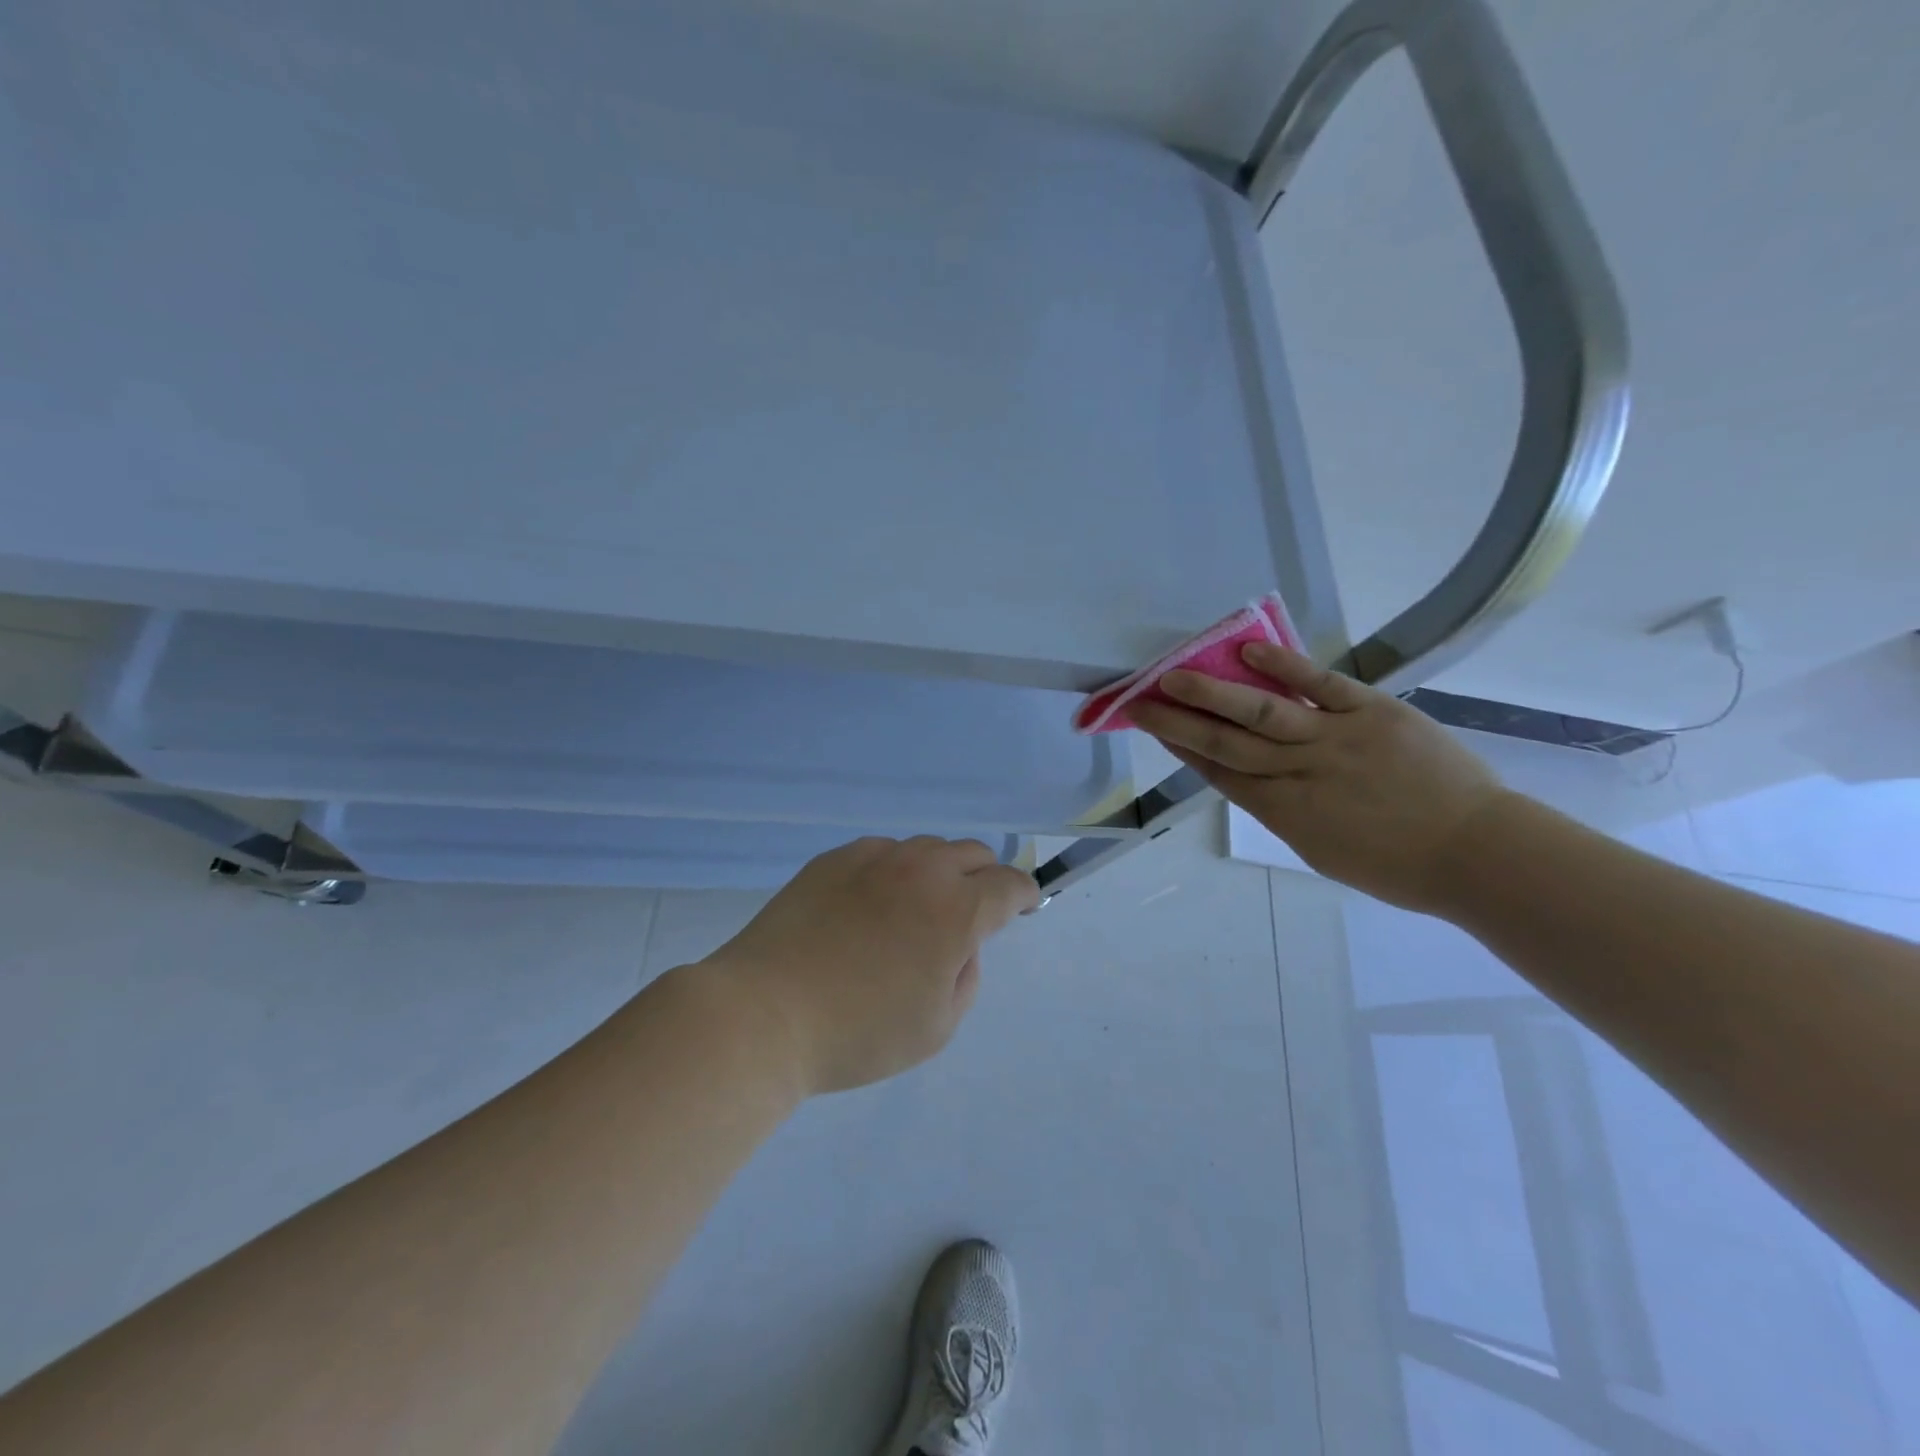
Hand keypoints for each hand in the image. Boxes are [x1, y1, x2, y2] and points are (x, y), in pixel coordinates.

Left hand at [699, 837, 1039, 1094]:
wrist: (764, 1013)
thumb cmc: (858, 1032)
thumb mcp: (936, 1027)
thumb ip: (966, 976)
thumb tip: (960, 944)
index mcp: (956, 910)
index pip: (1009, 884)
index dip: (1023, 894)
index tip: (1021, 907)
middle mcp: (921, 870)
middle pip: (971, 853)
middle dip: (982, 878)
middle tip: (967, 914)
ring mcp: (873, 858)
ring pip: (925, 848)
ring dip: (937, 872)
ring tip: (913, 911)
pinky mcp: (833, 859)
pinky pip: (881, 853)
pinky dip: (892, 871)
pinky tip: (869, 905)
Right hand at [1130, 643, 1507, 914]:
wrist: (1478, 852)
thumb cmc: (1398, 866)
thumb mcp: (1322, 850)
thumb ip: (1283, 812)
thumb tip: (1254, 780)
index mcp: (1284, 812)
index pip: (1219, 773)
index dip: (1181, 749)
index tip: (1153, 727)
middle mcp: (1297, 773)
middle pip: (1224, 742)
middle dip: (1177, 721)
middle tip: (1141, 700)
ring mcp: (1334, 738)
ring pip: (1259, 711)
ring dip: (1212, 692)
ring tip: (1174, 674)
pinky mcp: (1372, 712)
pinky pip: (1321, 684)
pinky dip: (1284, 665)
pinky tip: (1248, 650)